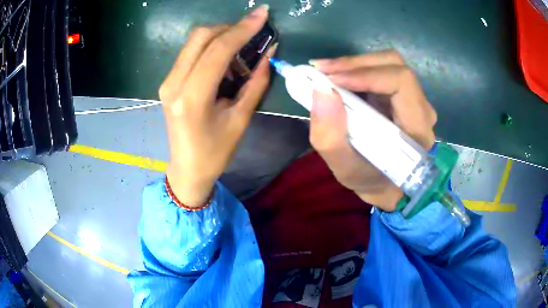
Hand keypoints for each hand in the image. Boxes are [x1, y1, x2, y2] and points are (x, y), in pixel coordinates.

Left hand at [160, 5, 274, 206]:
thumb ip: (256, 82)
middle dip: (230, 28)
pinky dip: (210, 48)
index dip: (242, 29)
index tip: (262, 14)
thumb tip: (269, 53)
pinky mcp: (168, 81)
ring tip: (241, 52)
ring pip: (194, 41)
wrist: (187, 168)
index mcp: (192, 97)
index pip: (218, 49)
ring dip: (220, 37)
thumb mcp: (241, 119)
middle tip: (252, 34)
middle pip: (201, 36)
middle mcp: (174, 83)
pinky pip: (191, 53)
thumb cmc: (215, 151)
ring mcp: (167, 81)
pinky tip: (224, 62)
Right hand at [309, 50, 436, 211]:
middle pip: (394, 65)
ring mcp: (413, 99)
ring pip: (387, 64)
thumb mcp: (346, 169)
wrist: (387, 185)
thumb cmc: (371, 181)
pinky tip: (338, 78)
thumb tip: (321, 90)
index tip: (332, 81)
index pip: (401, 81)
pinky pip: (382, 72)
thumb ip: (330, 137)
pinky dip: (357, 70)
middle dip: (355, 63)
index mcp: (417, 127)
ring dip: (354, 64)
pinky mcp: (401, 96)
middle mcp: (421, 108)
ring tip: (325, 73)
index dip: (366, 74)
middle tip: (321, 70)